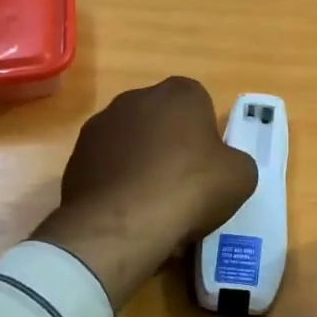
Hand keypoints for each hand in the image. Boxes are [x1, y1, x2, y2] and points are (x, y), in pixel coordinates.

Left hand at [33, 77, 256, 307]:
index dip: (205, 134)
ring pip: (131, 143)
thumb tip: (223, 167)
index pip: (199, 102)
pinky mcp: (76, 157)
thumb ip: (235, 161)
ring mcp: (100, 126)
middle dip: (170, 145)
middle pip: (162, 120)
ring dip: (141, 164)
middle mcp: (136, 98)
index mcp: (180, 93)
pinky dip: (117, 184)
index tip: (208, 164)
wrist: (123, 223)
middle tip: (183, 184)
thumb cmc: (190, 187)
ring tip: (153, 205)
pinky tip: (127, 214)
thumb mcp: (241, 176)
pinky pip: (106, 167)